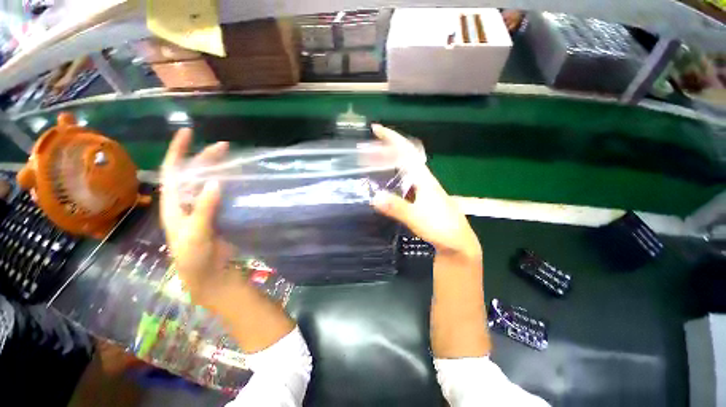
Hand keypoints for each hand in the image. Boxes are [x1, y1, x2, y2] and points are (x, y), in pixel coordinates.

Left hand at [160, 128, 237, 311]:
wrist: (208, 273)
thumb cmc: (194, 257)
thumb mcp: (195, 233)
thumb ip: (204, 209)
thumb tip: (216, 182)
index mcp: (174, 204)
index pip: (172, 172)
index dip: (178, 151)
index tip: (188, 133)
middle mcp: (187, 202)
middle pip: (194, 174)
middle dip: (206, 158)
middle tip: (225, 147)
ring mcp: (204, 208)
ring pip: (210, 183)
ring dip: (220, 170)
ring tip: (234, 160)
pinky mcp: (219, 214)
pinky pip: (224, 195)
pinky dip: (231, 185)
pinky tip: (241, 181)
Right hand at [370, 124, 480, 259]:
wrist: (457, 242)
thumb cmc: (441, 228)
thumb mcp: (416, 218)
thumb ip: (396, 208)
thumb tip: (374, 197)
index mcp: (423, 179)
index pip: (406, 152)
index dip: (392, 139)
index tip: (376, 129)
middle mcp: (423, 180)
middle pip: (405, 157)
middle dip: (388, 148)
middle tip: (369, 146)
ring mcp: (423, 189)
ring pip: (405, 169)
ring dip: (390, 161)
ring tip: (373, 160)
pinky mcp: (422, 198)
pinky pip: (405, 181)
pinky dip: (394, 176)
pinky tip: (387, 182)